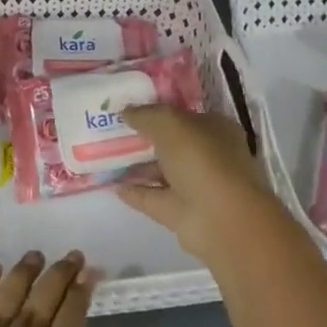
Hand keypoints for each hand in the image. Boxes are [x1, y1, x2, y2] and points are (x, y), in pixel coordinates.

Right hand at [116, 105, 289, 262]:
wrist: (220, 219)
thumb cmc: (202, 159)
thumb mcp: (170, 123)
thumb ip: (146, 114)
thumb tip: (126, 111)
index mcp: (216, 129)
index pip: (185, 115)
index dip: (159, 109)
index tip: (131, 106)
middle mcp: (208, 156)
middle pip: (172, 143)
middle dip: (145, 137)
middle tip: (113, 128)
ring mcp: (195, 186)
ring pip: (162, 171)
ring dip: (137, 165)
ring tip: (106, 155)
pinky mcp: (181, 213)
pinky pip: (152, 196)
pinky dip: (134, 191)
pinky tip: (112, 184)